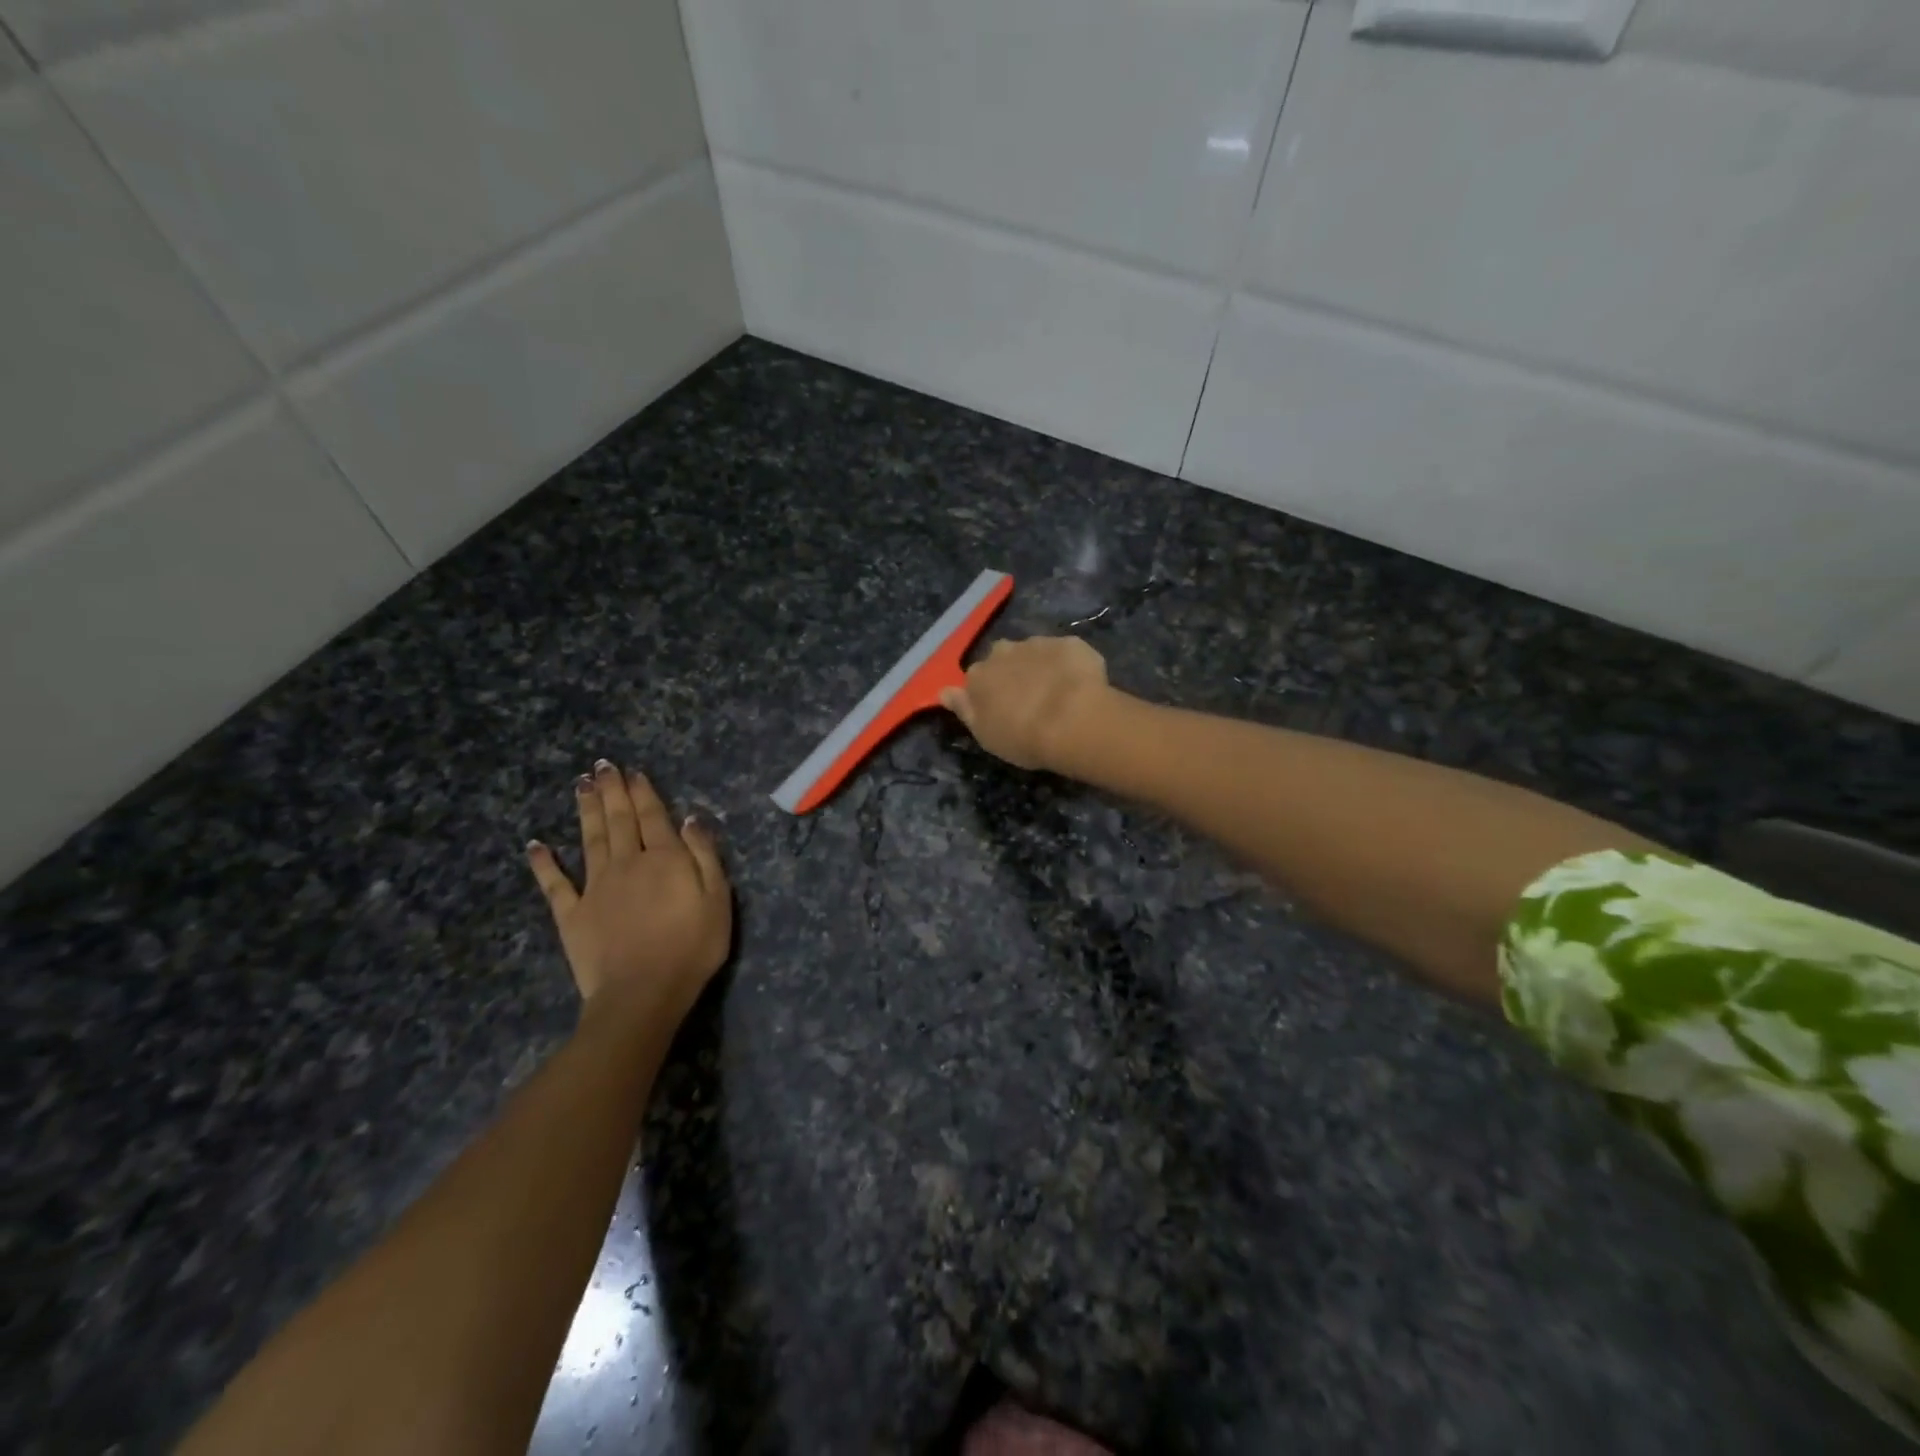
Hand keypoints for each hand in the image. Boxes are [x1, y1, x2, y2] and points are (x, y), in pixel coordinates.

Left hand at [526, 760, 731, 1027]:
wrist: (642, 994)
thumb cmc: (691, 948)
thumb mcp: (718, 899)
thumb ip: (704, 856)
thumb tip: (690, 818)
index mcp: (664, 859)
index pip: (653, 816)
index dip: (643, 792)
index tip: (633, 772)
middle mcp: (627, 863)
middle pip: (619, 820)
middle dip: (612, 791)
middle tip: (602, 766)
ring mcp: (595, 887)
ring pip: (589, 840)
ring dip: (585, 811)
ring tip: (581, 785)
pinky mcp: (572, 914)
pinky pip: (555, 884)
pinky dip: (544, 863)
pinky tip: (536, 845)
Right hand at [940, 636, 1112, 770]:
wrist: (1073, 719)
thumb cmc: (1023, 737)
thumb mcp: (986, 734)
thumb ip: (965, 710)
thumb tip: (944, 692)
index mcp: (978, 676)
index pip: (975, 679)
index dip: (988, 693)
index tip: (1000, 709)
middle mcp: (1003, 652)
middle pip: (1002, 659)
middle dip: (1012, 673)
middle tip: (1028, 699)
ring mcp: (1037, 644)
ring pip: (1033, 652)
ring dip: (1040, 667)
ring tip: (1057, 694)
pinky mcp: (1069, 643)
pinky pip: (1064, 653)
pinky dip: (1068, 665)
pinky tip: (1078, 685)